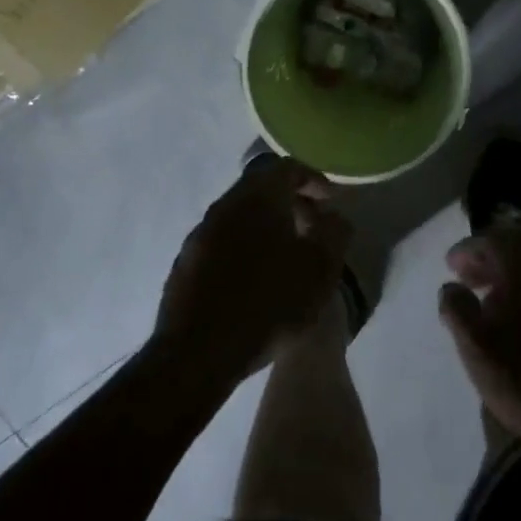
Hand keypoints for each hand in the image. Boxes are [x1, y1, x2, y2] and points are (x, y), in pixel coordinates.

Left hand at [155, 157, 352, 384]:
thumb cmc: (270, 303)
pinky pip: (222, 242)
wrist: (199, 353)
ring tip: (287, 257)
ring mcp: (199, 235)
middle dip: (290, 202)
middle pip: (261, 188)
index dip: (313, 180)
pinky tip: (255, 281)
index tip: (330, 203)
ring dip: (266, 226)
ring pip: (240, 216)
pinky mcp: (185, 264)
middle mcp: (224, 206)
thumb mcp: (321, 270)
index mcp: (258, 197)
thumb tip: (334, 217)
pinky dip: (244, 248)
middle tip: (313, 228)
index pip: (288, 167)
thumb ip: (335, 233)